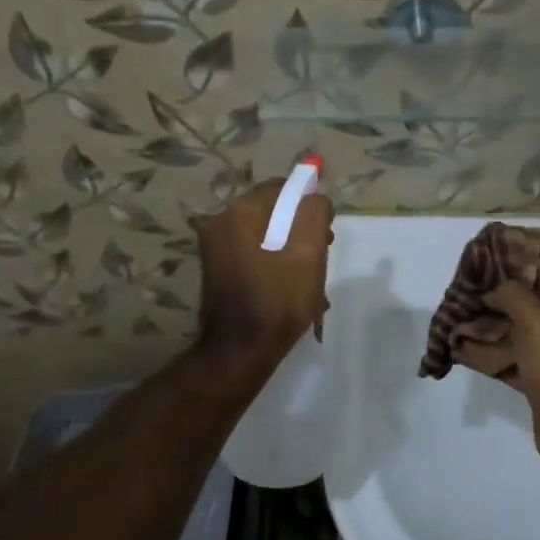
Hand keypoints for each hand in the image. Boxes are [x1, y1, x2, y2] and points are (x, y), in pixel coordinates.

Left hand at [191, 178, 333, 364]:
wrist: (240, 351)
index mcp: (239, 213)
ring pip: (263, 234)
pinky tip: (289, 288)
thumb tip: (314, 196)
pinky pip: (252, 253)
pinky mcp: (216, 269)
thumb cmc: (278, 300)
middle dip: (299, 229)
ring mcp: (213, 248)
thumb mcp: (309, 253)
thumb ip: (314, 213)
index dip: (308, 205)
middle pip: (271, 211)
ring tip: (309, 278)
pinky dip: (272, 262)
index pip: (282, 188)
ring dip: (288, 248)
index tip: (326, 232)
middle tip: (321, 256)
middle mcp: (219, 223)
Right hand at [454, 265, 539, 465]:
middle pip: (530, 300)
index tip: (490, 258)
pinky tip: (462, 350)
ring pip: (517, 330)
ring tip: (459, 318)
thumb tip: (495, 291)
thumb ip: (513, 295)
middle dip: (498, 296)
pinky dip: (489, 354)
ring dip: (489, 325)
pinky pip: (511, 358)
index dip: (522, 261)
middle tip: (469, 289)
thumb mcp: (536, 320)